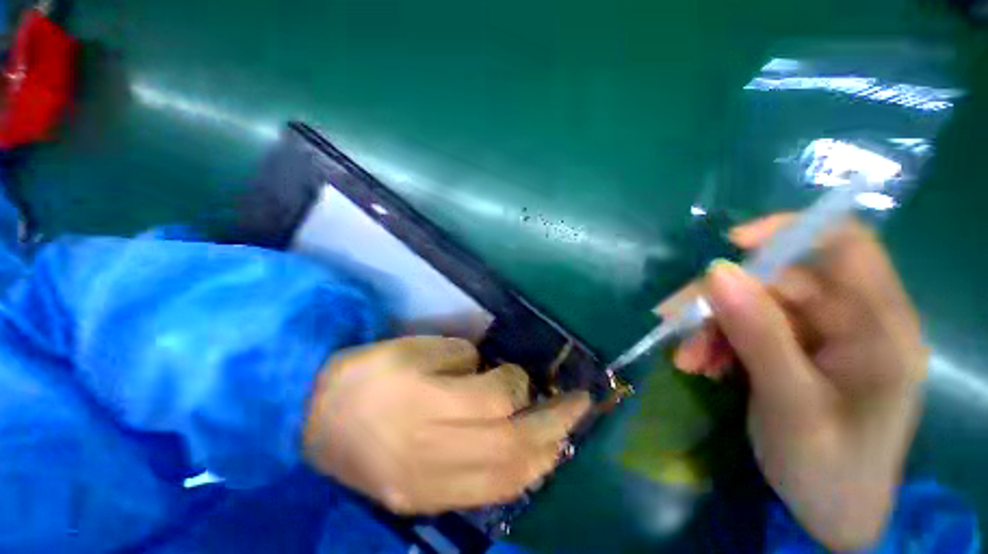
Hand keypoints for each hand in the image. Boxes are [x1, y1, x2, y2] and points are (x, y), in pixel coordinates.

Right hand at [302, 336, 590, 514]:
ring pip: (505, 477)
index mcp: (424, 402)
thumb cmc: (370, 373)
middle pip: (513, 442)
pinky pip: (485, 496)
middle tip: (580, 403)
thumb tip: (496, 376)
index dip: (518, 384)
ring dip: (544, 453)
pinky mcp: (423, 501)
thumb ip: (461, 360)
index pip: (497, 400)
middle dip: (555, 421)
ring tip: (566, 432)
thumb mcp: (414, 349)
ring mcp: (428, 484)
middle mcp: (431, 450)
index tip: (520, 373)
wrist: (315, 420)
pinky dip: (519, 477)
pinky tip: (535, 460)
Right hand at [673, 215, 927, 549]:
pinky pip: (747, 330)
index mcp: (879, 326)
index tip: (731, 246)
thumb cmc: (829, 469)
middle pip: (778, 283)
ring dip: (711, 328)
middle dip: (720, 302)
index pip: (845, 245)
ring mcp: (821, 337)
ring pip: (753, 307)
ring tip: (686, 359)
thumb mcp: (792, 403)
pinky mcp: (795, 351)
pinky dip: (717, 343)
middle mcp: (852, 321)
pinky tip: (700, 365)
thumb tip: (718, 271)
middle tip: (672, 325)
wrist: (830, 515)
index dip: (790, 232)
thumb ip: (759, 333)